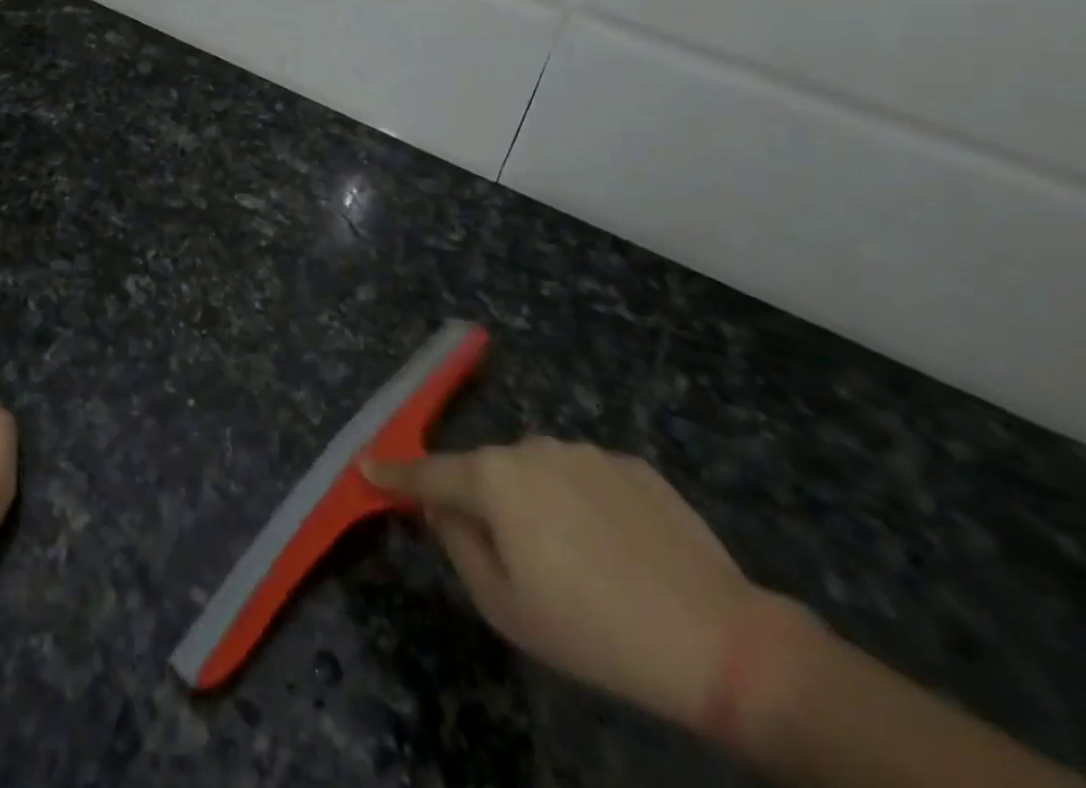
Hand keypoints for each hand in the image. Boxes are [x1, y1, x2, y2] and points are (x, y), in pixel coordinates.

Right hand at [365, 439, 797, 729]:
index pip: (428, 473)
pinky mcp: (631, 462)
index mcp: (493, 477)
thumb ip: (458, 545)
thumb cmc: (591, 629)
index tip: (368, 466)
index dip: (395, 474)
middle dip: (484, 502)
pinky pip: (586, 478)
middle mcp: (531, 447)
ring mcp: (584, 450)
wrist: (718, 638)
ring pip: (538, 472)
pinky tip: (616, 549)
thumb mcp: (504, 606)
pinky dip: (584, 504)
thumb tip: (442, 509)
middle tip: (512, 559)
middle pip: (488, 472)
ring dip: (537, 502)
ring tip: (577, 561)